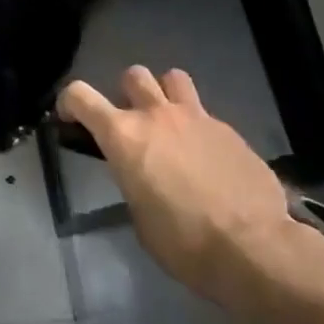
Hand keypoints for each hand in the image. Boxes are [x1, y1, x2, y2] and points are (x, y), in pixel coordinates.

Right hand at [59, 66, 323, 318]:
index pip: (80, 95)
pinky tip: (209, 158)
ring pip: (173, 77)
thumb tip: (141, 177)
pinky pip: (206, 114)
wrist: (255, 249)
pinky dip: (199, 128)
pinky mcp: (229, 130)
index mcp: (123, 136)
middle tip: (133, 123)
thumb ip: (133, 183)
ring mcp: (196, 117)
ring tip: (171, 123)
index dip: (69, 102)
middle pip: (133, 75)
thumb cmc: (184, 243)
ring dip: (166, 94)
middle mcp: (156, 115)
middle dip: (127, 93)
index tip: (70, 118)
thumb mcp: (140, 219)